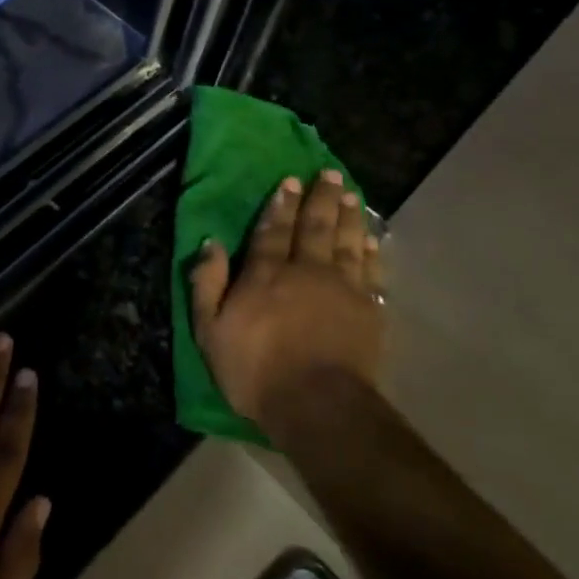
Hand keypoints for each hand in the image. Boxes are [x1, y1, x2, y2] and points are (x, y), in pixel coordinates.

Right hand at [188, 170, 386, 428]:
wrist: (317, 405)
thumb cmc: (255, 370)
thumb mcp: (210, 332)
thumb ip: (207, 285)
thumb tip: (210, 244)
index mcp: (266, 274)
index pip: (272, 230)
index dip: (280, 204)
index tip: (289, 181)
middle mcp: (307, 271)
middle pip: (315, 227)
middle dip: (320, 199)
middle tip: (328, 174)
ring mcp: (343, 289)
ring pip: (347, 242)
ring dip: (348, 215)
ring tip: (351, 193)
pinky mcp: (368, 310)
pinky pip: (371, 271)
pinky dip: (371, 251)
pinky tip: (371, 239)